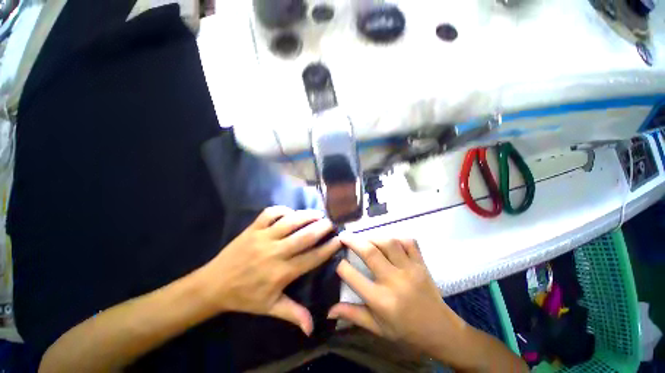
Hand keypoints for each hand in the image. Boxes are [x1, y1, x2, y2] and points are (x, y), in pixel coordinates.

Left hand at [202, 206, 340, 334]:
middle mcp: (275, 252)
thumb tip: (313, 328)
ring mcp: (263, 238)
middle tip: (331, 223)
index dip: (327, 248)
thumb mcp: (269, 308)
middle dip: (321, 228)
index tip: (339, 240)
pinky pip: (270, 213)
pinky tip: (290, 212)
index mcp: (281, 272)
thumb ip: (293, 314)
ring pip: (290, 222)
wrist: (213, 285)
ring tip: (317, 214)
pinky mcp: (252, 229)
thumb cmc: (245, 297)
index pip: (311, 258)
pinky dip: (282, 210)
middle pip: (304, 237)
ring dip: (306, 216)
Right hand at [327, 237, 465, 354]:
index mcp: (382, 301)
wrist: (440, 331)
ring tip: (364, 238)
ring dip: (373, 236)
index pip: (354, 277)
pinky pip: (408, 242)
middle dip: (353, 241)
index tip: (336, 259)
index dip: (341, 265)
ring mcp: (410, 269)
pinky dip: (396, 237)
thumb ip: (353, 315)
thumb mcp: (377, 328)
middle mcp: (395, 281)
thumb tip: (329, 310)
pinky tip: (388, 241)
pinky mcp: (421, 263)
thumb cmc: (405, 331)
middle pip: (370, 252)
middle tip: (343, 236)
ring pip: (389, 242)